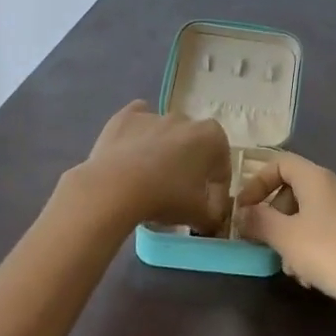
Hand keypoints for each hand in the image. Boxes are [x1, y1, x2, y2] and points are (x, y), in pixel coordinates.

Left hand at [78, 100, 230, 232]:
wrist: (115, 187)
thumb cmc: (165, 197)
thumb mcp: (199, 215)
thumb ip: (213, 216)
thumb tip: (212, 219)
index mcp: (212, 137)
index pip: (221, 169)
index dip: (216, 193)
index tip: (206, 212)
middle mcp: (186, 119)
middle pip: (193, 148)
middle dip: (190, 169)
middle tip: (179, 196)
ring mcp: (154, 115)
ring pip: (165, 135)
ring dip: (163, 153)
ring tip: (150, 182)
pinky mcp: (125, 117)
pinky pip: (137, 123)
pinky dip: (138, 135)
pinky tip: (132, 155)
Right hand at [237, 152, 335, 323]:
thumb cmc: (328, 253)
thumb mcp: (284, 236)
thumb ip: (259, 220)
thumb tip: (243, 213)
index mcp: (317, 178)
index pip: (280, 163)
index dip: (257, 182)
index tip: (243, 209)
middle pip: (294, 189)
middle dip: (273, 214)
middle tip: (262, 240)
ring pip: (308, 214)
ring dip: (290, 236)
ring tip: (288, 266)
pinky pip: (325, 231)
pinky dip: (310, 247)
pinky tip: (309, 276)